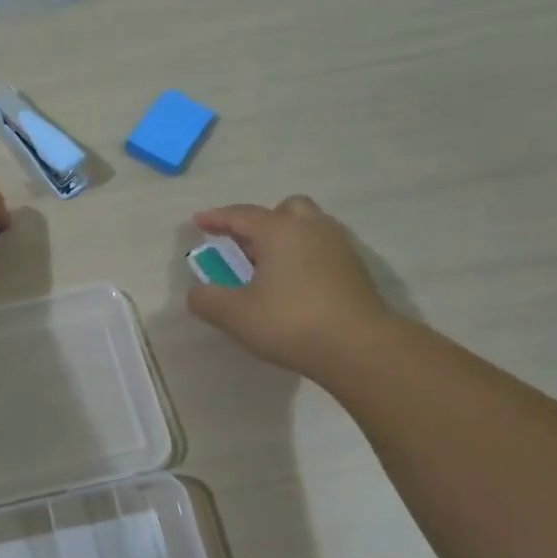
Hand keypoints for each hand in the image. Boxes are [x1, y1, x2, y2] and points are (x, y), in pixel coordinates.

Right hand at [187, 195, 388, 372]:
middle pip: (284, 209)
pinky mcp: (355, 269)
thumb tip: (197, 293)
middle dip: (261, 221)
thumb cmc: (291, 323)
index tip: (199, 221)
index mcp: (279, 231)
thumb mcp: (235, 316)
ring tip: (268, 266)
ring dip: (285, 238)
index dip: (217, 218)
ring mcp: (339, 247)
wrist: (360, 347)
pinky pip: (322, 248)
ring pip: (308, 226)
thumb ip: (208, 301)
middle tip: (244, 244)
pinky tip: (294, 283)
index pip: (242, 215)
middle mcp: (311, 228)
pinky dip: (303, 255)